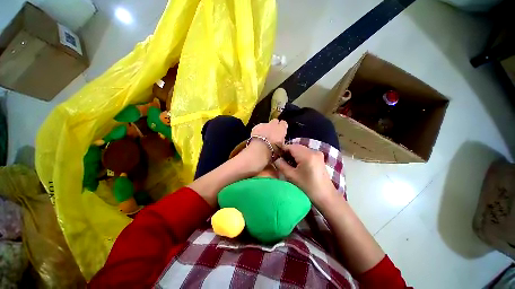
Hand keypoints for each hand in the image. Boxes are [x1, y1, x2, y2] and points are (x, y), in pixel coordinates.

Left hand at [250, 119, 287, 146]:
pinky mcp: (256, 127)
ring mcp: (264, 124)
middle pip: (275, 121)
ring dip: (266, 128)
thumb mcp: (282, 146)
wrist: (261, 148)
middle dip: (274, 125)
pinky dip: (258, 131)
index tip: (281, 131)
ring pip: (266, 124)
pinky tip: (257, 136)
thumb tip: (281, 140)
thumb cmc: (274, 149)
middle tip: (273, 133)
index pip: (284, 123)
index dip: (282, 126)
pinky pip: (258, 127)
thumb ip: (282, 140)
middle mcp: (273, 124)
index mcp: (282, 128)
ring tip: (264, 136)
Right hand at [275, 144, 336, 206]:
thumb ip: (281, 165)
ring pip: (301, 149)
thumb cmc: (308, 187)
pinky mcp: (319, 158)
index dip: (282, 149)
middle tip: (281, 160)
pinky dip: (299, 156)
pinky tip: (297, 164)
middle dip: (287, 152)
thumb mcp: (291, 176)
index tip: (276, 155)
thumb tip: (276, 159)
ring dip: (293, 154)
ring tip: (288, 163)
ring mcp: (318, 154)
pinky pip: (306, 153)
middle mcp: (313, 151)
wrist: (326, 196)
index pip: (291, 146)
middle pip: (296, 147)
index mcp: (307, 155)